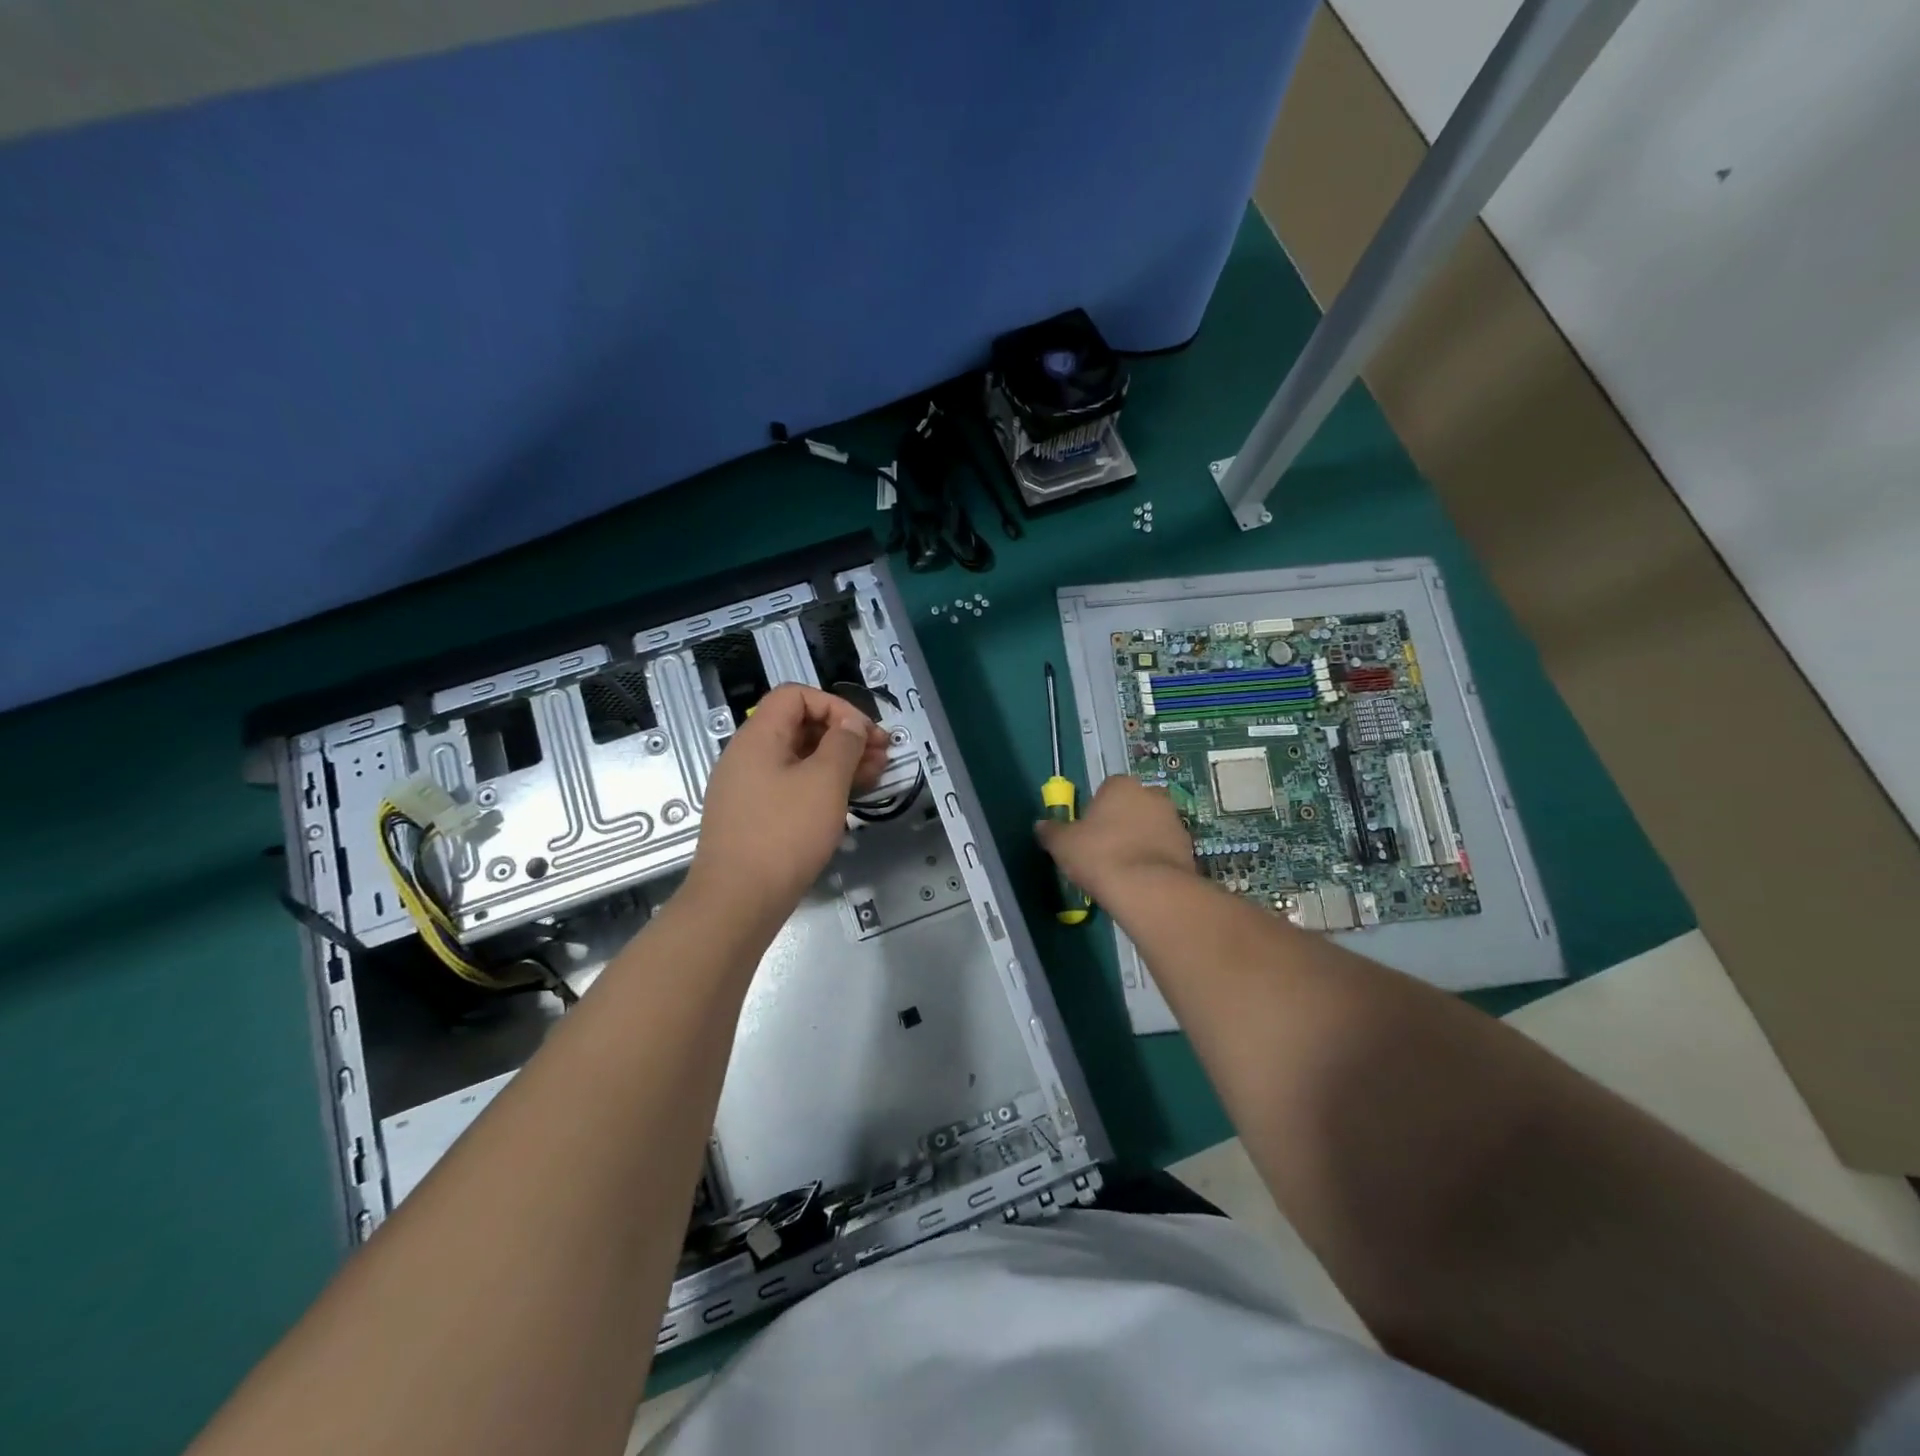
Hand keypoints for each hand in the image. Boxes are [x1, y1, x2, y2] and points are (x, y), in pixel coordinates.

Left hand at [687, 684, 890, 921]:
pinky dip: (823, 785)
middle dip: (845, 735)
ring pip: (800, 759)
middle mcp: (748, 755)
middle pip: (800, 726)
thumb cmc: (784, 833)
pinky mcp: (756, 816)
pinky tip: (850, 797)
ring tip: (877, 775)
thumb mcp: (824, 781)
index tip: (865, 732)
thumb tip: (851, 724)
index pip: (796, 695)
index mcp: (758, 736)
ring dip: (839, 761)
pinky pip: (793, 786)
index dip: (835, 705)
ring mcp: (750, 787)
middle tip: (883, 754)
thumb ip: (844, 743)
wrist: (738, 901)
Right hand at [1034, 774, 1195, 903]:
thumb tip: (1041, 825)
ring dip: (1141, 840)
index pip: (1106, 789)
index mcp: (1121, 785)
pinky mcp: (1189, 847)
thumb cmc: (1100, 856)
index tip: (1088, 833)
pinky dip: (1155, 859)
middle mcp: (1152, 795)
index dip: (1096, 811)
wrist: (1149, 889)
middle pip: (1133, 805)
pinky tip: (1142, 880)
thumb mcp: (1063, 845)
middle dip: (1123, 822)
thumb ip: (1051, 831)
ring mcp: (1174, 820)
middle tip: (1106, 849)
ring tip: (1125, 869)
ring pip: (1152, 826)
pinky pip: (1165, 849)